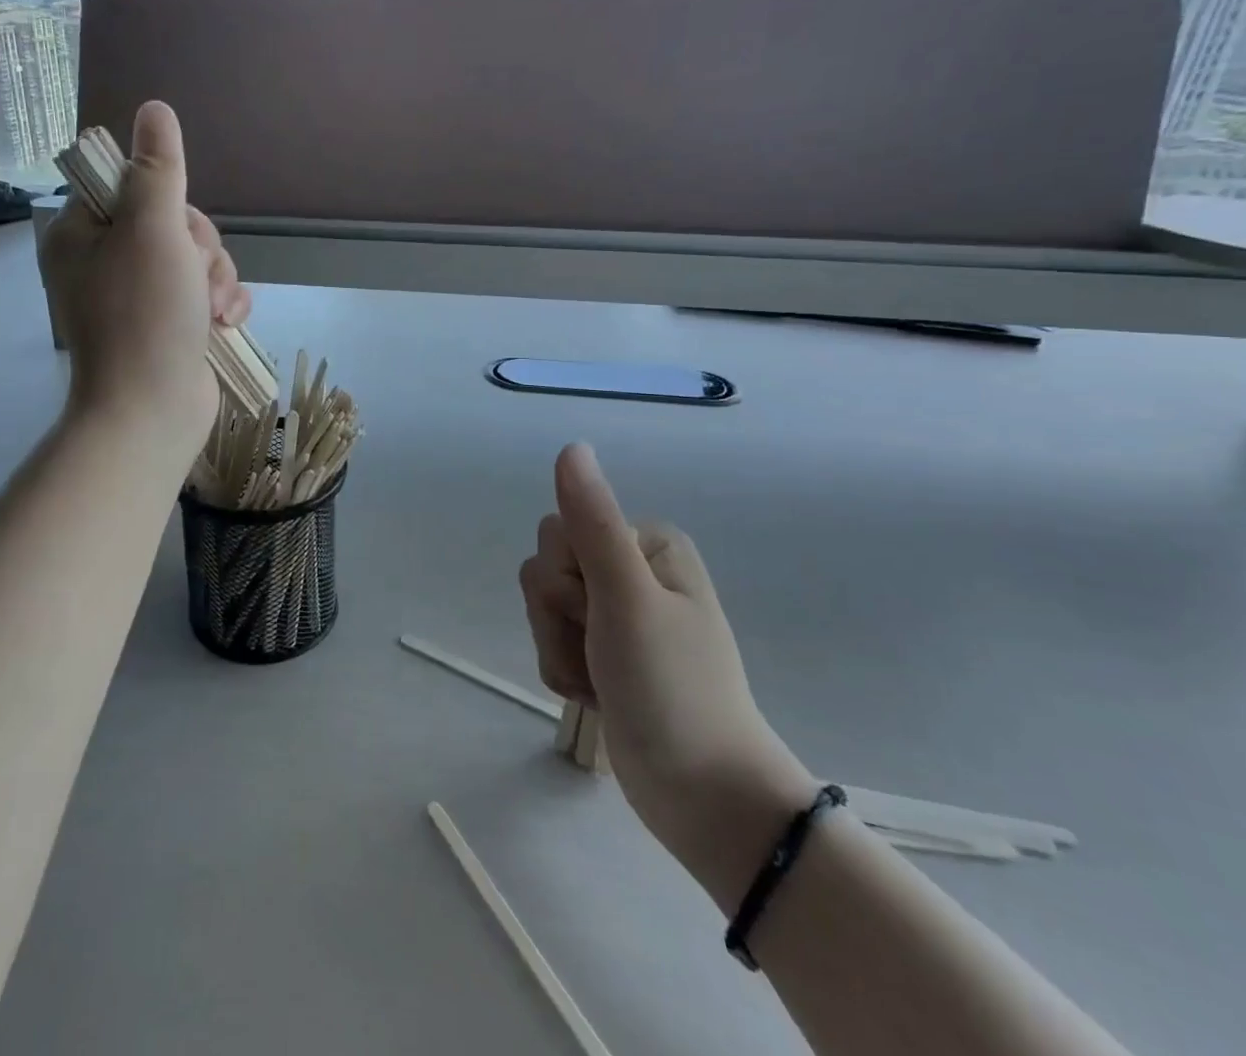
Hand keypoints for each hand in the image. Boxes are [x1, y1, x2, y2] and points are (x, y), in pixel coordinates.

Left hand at [38, 101, 249, 463]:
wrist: (152, 411)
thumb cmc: (145, 315)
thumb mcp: (153, 230)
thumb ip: (158, 169)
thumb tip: (154, 109)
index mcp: (83, 235)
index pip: (135, 187)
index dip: (170, 203)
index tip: (175, 230)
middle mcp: (105, 262)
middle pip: (173, 223)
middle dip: (200, 250)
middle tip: (196, 280)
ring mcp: (138, 297)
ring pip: (197, 259)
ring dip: (217, 279)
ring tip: (214, 311)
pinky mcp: (168, 324)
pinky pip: (205, 292)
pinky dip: (222, 304)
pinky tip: (226, 324)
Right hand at [520, 444, 812, 893]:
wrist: (704, 798)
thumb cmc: (671, 690)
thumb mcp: (627, 599)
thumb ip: (593, 522)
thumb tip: (572, 447)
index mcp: (645, 543)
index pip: (559, 532)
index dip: (567, 579)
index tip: (603, 614)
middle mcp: (629, 568)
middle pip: (545, 568)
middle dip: (558, 618)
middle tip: (603, 651)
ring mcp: (615, 613)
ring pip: (541, 606)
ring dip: (558, 649)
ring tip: (600, 682)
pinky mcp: (602, 651)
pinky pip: (550, 641)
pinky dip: (563, 673)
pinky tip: (597, 697)